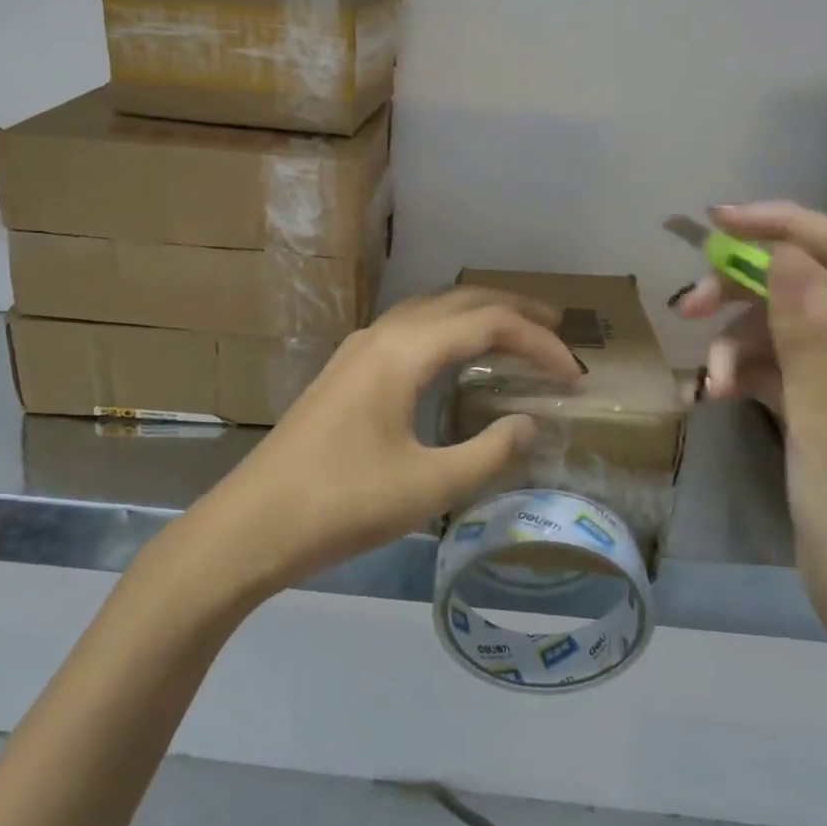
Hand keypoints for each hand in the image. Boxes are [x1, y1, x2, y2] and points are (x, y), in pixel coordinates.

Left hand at [190, 286, 581, 594]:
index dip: (539, 342)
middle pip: (459, 300)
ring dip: (477, 314)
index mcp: (404, 351)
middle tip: (558, 329)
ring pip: (430, 309)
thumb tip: (529, 423)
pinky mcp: (346, 369)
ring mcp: (358, 348)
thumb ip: (488, 452)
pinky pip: (410, 328)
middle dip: (513, 309)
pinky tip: (456, 357)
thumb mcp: (427, 487)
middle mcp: (382, 335)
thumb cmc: (341, 505)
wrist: (251, 525)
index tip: (574, 374)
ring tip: (516, 333)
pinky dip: (448, 329)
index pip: (488, 323)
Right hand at [676, 203, 826, 643]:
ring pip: (782, 330)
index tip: (719, 225)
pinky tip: (710, 395)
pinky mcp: (824, 413)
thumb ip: (807, 333)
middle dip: (742, 291)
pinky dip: (742, 376)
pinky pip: (775, 371)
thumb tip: (787, 251)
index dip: (785, 226)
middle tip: (688, 307)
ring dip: (736, 345)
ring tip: (706, 383)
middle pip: (804, 287)